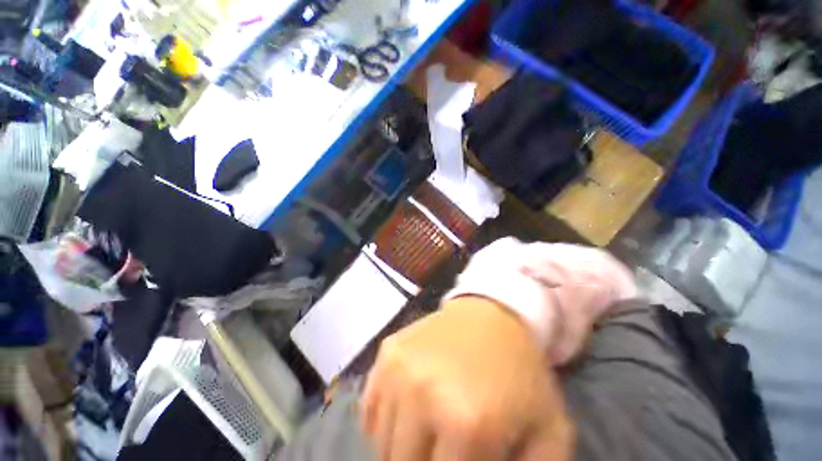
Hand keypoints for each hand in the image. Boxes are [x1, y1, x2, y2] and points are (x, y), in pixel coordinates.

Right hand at [361, 296, 573, 460]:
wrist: (491, 314)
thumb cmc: (519, 371)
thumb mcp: (549, 434)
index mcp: (466, 424)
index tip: (464, 458)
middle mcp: (420, 395)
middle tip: (445, 450)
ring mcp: (396, 369)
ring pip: (382, 444)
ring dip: (404, 449)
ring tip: (429, 433)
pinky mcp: (387, 352)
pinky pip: (369, 410)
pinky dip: (385, 424)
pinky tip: (408, 413)